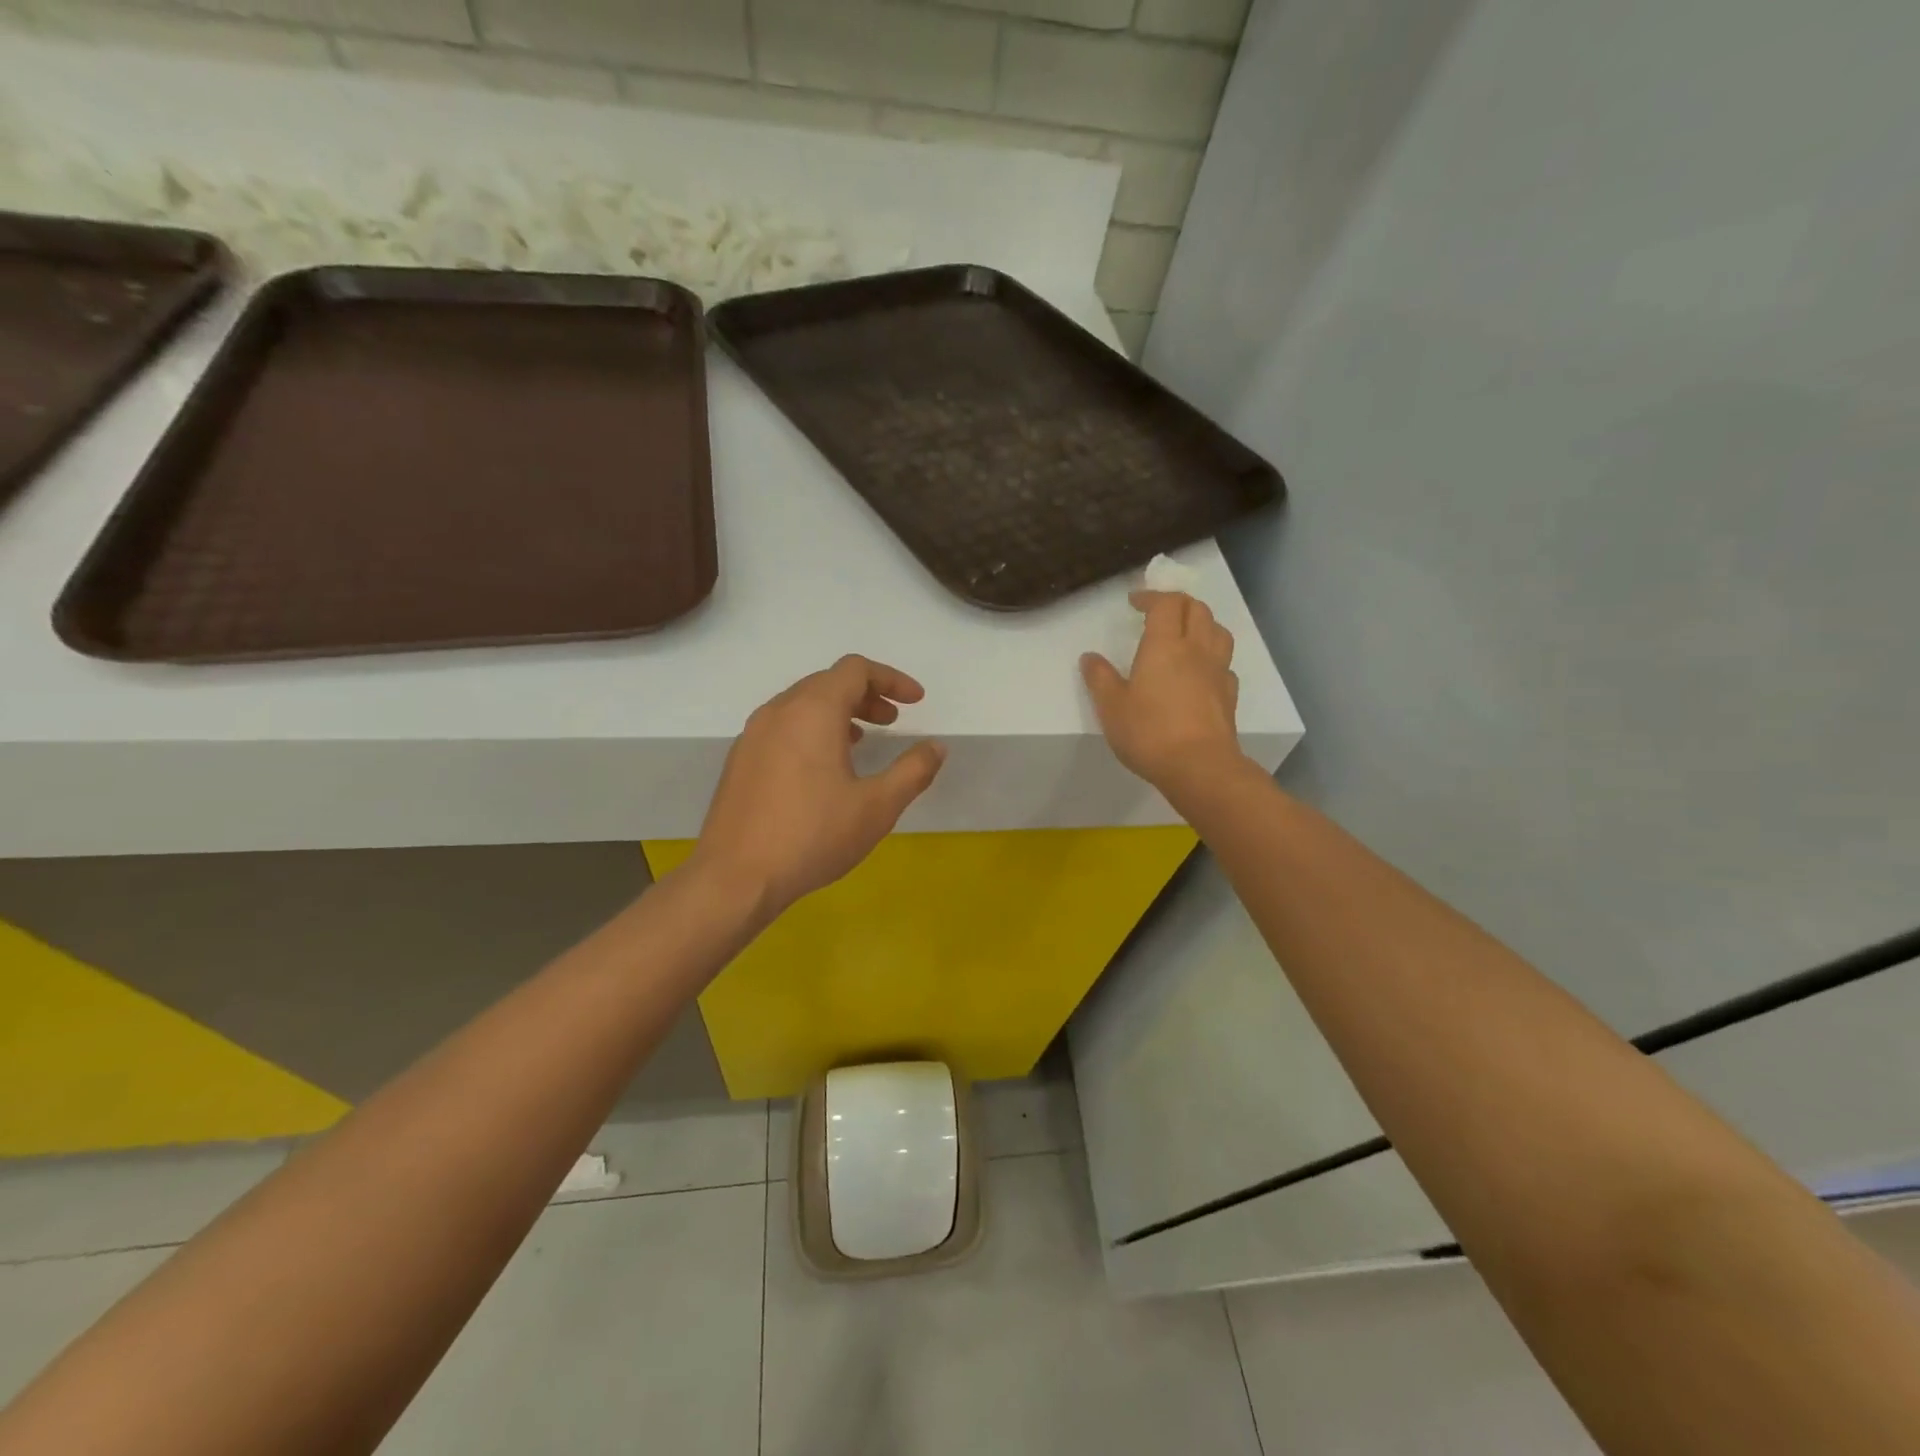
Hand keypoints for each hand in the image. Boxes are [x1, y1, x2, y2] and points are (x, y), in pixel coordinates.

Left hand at [692, 655, 946, 918]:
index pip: (855, 669)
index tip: (915, 702)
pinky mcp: (740, 759)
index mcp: (813, 711)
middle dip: (866, 695)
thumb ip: (913, 771)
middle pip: (827, 682)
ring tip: (862, 741)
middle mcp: (779, 711)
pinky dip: (811, 730)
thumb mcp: (877, 807)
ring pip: (802, 704)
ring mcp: (753, 734)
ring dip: (838, 712)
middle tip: (892, 721)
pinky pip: (783, 726)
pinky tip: (823, 768)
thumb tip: (936, 747)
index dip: (891, 679)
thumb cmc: (813, 836)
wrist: (736, 877)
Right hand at [1081, 591, 1246, 791]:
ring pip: (1218, 631)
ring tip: (1185, 634)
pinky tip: (1201, 671)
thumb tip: (1089, 657)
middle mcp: (1196, 650)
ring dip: (1201, 623)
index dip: (1151, 597)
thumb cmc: (1149, 732)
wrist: (1199, 766)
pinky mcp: (1229, 695)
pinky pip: (1224, 663)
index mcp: (1165, 645)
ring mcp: (1217, 671)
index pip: (1166, 604)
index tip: (1134, 602)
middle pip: (1197, 609)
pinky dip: (1212, 656)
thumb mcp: (1111, 707)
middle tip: (1158, 612)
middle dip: (1177, 603)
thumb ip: (1100, 678)